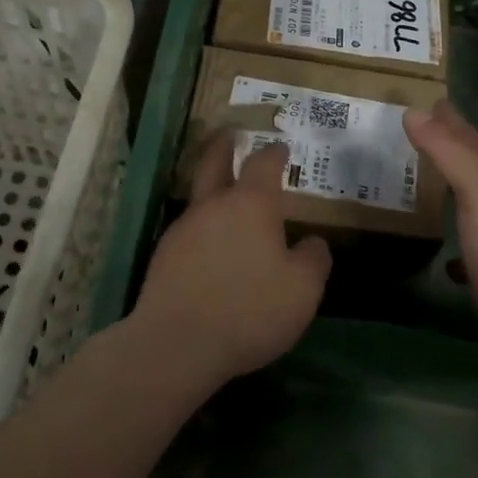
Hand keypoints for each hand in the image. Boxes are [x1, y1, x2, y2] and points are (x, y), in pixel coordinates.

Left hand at [131, 135, 332, 387]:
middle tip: (231, 134)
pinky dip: (203, 228)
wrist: (178, 343)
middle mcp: (214, 206)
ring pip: (200, 197)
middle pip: (215, 162)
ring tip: (227, 198)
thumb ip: (313, 260)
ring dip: (213, 190)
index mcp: (251, 204)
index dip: (274, 153)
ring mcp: (184, 228)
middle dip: (225, 145)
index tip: (281, 147)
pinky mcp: (165, 256)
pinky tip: (211, 248)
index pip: (263, 163)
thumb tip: (312, 242)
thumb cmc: (250, 309)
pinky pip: (189, 230)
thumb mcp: (302, 290)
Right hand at [403, 101, 477, 372]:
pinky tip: (432, 241)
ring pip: (461, 200)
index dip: (448, 118)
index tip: (426, 99)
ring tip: (413, 176)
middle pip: (466, 165)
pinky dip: (444, 233)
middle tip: (413, 127)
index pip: (466, 139)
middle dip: (444, 144)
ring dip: (442, 185)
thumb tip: (413, 111)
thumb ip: (447, 151)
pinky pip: (458, 242)